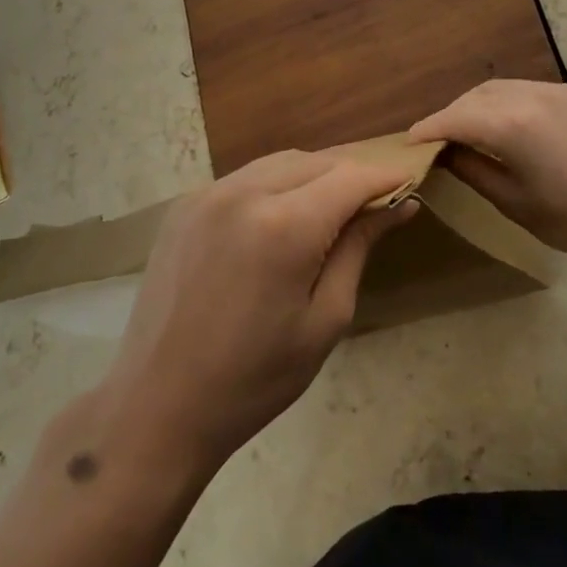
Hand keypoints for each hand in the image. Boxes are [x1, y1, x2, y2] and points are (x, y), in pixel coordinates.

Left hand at [100, 150, 416, 475]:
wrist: (158, 405)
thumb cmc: (255, 377)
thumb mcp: (325, 318)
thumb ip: (359, 249)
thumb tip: (400, 205)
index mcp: (284, 226)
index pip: (351, 178)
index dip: (385, 177)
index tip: (408, 185)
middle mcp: (243, 193)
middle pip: (316, 161)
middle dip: (350, 175)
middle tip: (373, 204)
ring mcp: (207, 195)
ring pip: (279, 162)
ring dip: (313, 176)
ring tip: (331, 210)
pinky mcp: (184, 206)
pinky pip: (244, 178)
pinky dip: (275, 185)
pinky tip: (281, 218)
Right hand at [409, 80, 566, 272]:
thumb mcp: (516, 203)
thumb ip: (474, 171)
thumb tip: (445, 153)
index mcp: (513, 124)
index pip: (456, 117)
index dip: (429, 129)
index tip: (410, 142)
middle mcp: (533, 94)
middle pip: (477, 96)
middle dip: (453, 114)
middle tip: (439, 141)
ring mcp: (560, 90)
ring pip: (504, 88)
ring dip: (480, 106)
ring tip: (470, 133)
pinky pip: (531, 91)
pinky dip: (508, 104)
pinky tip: (509, 128)